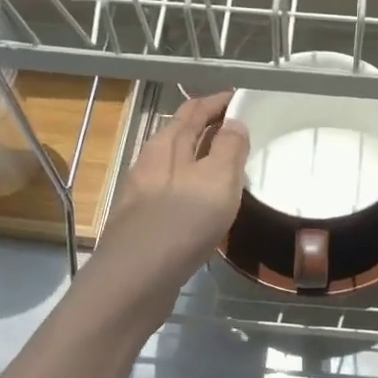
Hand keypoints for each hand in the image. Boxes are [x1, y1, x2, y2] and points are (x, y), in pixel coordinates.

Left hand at [93, 90, 248, 305]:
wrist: (136, 279)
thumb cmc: (182, 222)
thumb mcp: (216, 179)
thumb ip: (229, 148)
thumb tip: (234, 123)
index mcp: (165, 145)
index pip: (192, 110)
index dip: (217, 102)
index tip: (240, 98)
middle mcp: (149, 164)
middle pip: (181, 136)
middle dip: (208, 127)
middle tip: (239, 130)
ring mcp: (144, 196)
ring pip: (177, 167)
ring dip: (202, 160)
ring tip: (229, 166)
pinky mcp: (145, 225)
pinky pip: (175, 195)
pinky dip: (195, 189)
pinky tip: (207, 206)